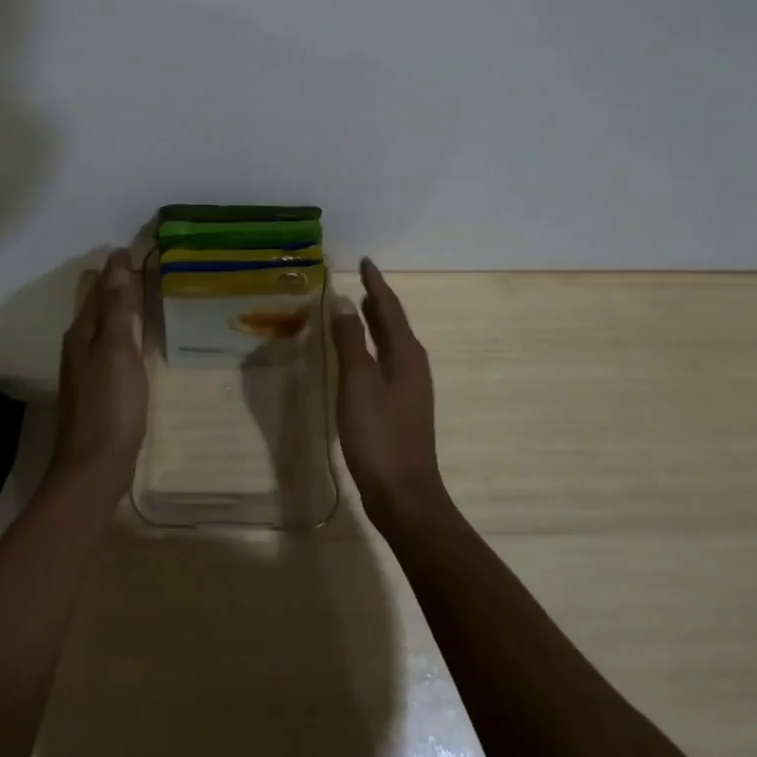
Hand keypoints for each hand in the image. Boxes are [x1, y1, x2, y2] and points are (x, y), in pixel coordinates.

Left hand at [47, 249, 146, 510]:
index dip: (119, 269)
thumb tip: (116, 258)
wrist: (94, 468)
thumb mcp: (118, 348)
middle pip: (101, 305)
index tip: (139, 249)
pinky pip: (113, 348)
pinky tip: (141, 341)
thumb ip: (118, 305)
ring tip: (149, 296)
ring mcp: (88, 369)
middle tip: (150, 268)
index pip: (101, 287)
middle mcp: (80, 345)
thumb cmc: (110, 404)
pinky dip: (127, 334)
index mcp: (83, 331)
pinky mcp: (100, 389)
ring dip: (123, 309)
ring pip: (106, 327)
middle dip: (120, 285)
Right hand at [332, 258, 448, 534]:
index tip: (365, 261)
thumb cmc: (379, 435)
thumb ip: (350, 341)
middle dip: (378, 300)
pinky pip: (386, 361)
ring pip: (392, 342)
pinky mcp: (401, 406)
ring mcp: (409, 387)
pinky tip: (359, 354)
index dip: (376, 283)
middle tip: (360, 279)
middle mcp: (412, 365)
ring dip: (376, 322)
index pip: (389, 307)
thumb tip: (344, 301)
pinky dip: (373, 345)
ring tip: (359, 306)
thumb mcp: (358, 383)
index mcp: (406, 354)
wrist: (404, 495)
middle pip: (394, 323)